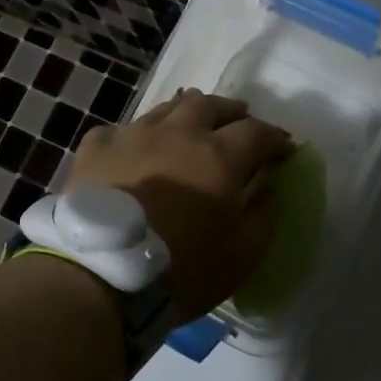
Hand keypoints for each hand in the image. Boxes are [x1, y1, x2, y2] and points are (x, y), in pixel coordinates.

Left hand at [66, 89, 292, 318]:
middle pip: (209, 105)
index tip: (285, 148)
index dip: (275, 137)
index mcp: (217, 157)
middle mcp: (177, 134)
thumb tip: (270, 189)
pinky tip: (133, 148)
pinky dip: (134, 136)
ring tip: (190, 123)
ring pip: (165, 109)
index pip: (256, 132)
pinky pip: (119, 131)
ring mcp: (133, 135)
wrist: (101, 275)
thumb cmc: (180, 270)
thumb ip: (263, 217)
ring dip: (185, 112)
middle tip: (239, 120)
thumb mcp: (241, 256)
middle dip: (231, 111)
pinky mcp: (95, 149)